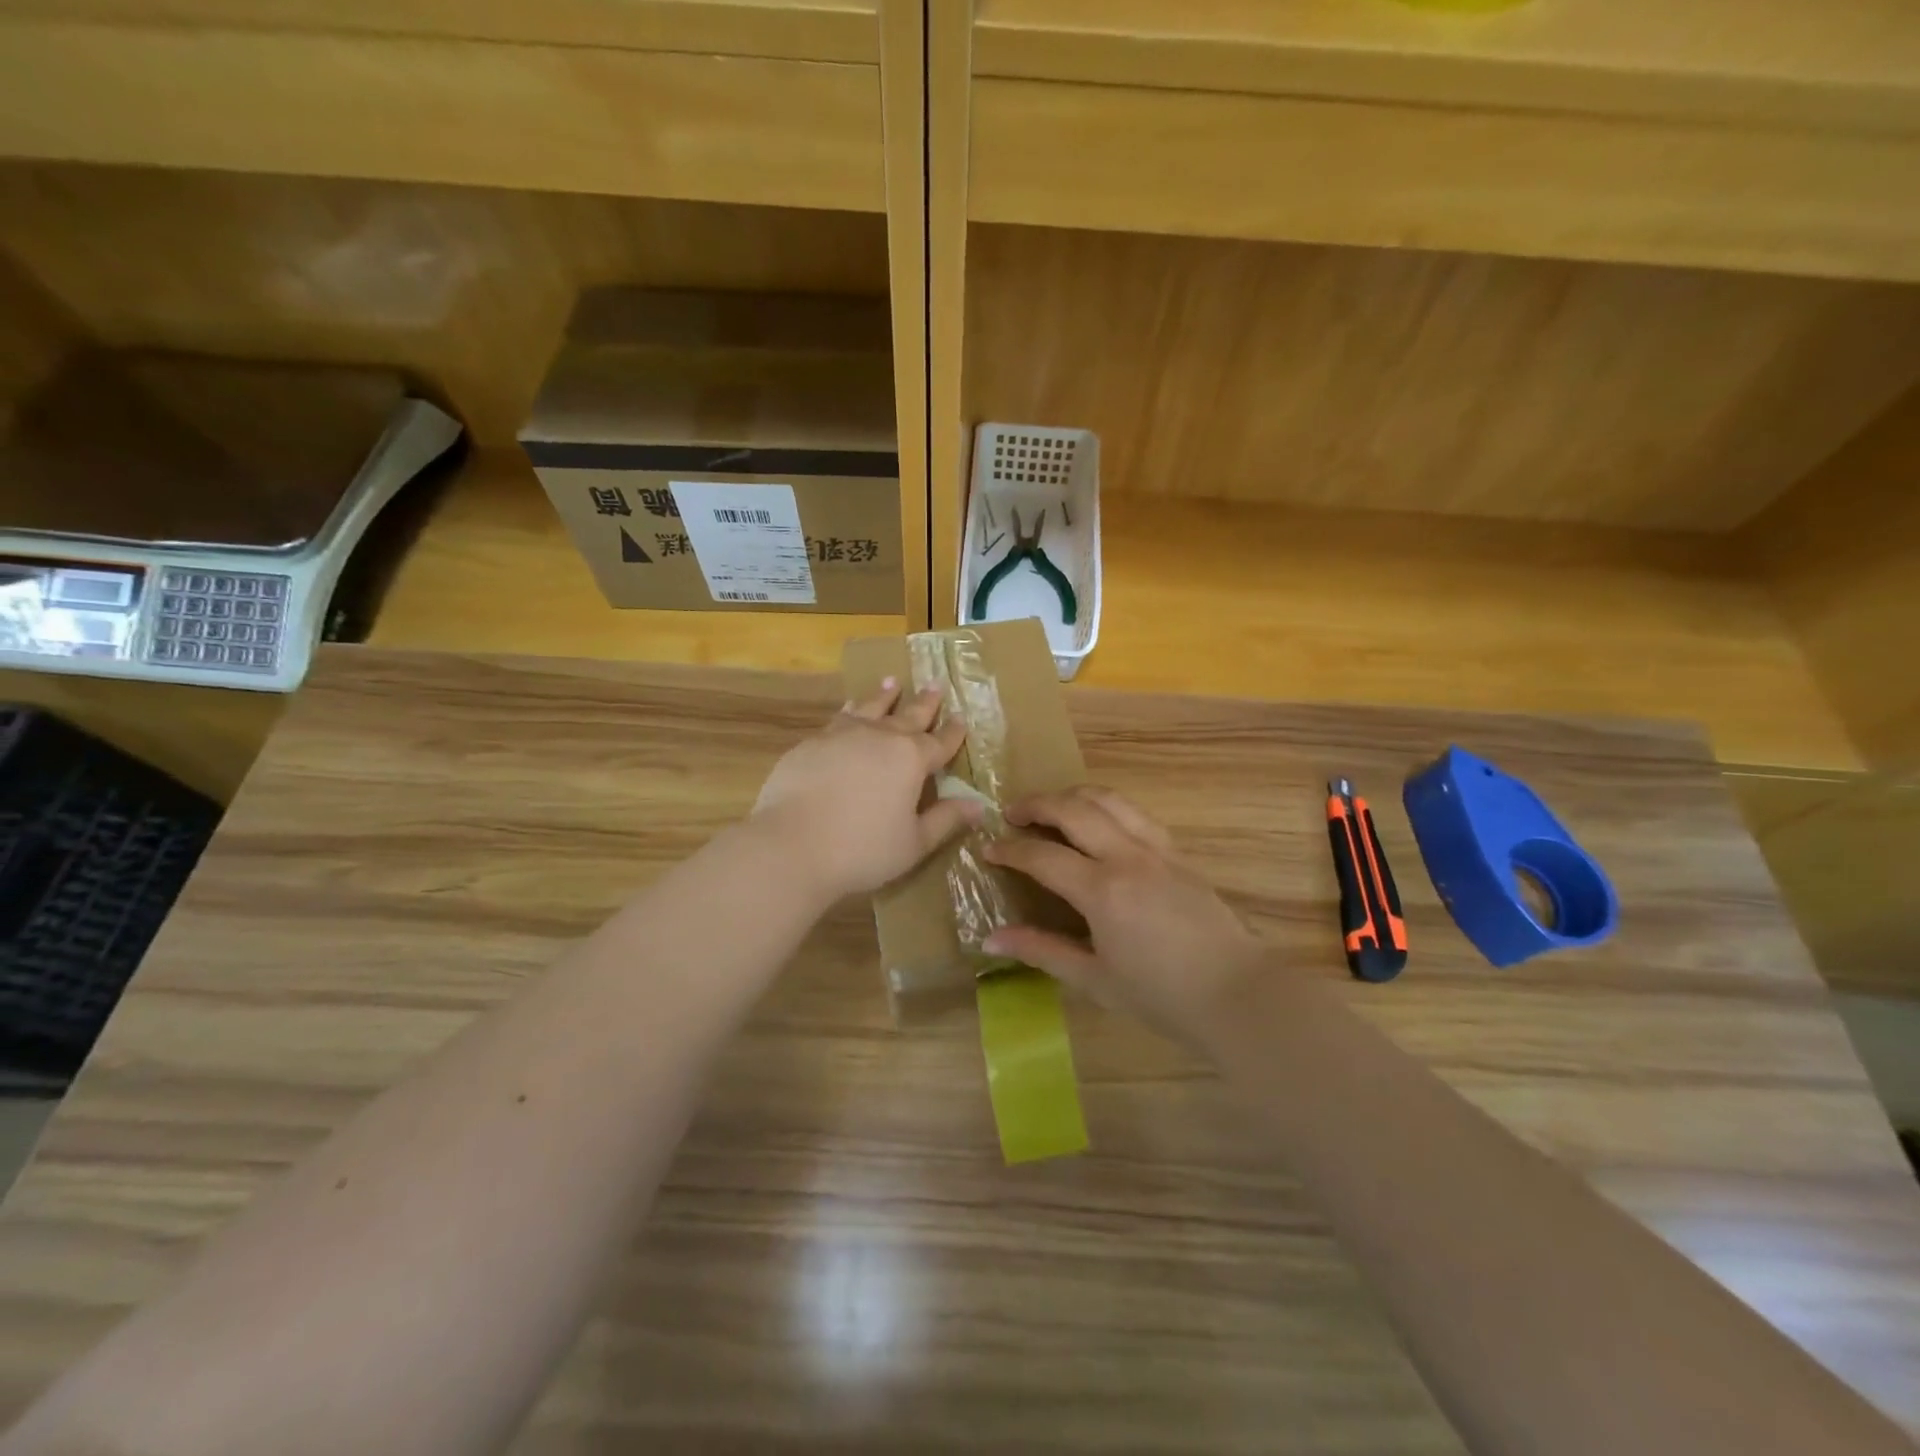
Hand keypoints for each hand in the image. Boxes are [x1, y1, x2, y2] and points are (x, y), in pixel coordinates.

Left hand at [752, 678, 982, 901]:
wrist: (790, 845)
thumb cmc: (862, 850)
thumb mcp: (914, 843)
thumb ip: (946, 820)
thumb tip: (978, 805)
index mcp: (910, 759)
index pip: (939, 742)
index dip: (953, 733)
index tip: (961, 719)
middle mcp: (879, 737)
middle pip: (908, 715)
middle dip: (925, 703)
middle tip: (935, 684)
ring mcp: (842, 735)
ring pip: (869, 708)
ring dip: (883, 696)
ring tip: (891, 683)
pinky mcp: (810, 744)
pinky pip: (838, 720)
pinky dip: (850, 711)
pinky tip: (848, 712)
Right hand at [981, 786, 1268, 1044]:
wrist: (1237, 993)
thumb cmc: (1160, 995)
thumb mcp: (1094, 979)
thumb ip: (1041, 951)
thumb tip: (990, 939)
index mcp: (1102, 891)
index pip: (1042, 855)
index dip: (1010, 849)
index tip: (987, 849)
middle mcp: (1127, 857)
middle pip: (1073, 808)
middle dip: (1036, 804)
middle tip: (1011, 812)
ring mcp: (1157, 849)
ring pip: (1108, 799)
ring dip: (1072, 795)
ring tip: (1052, 807)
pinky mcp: (1178, 852)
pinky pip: (1134, 813)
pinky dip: (1106, 806)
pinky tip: (1098, 823)